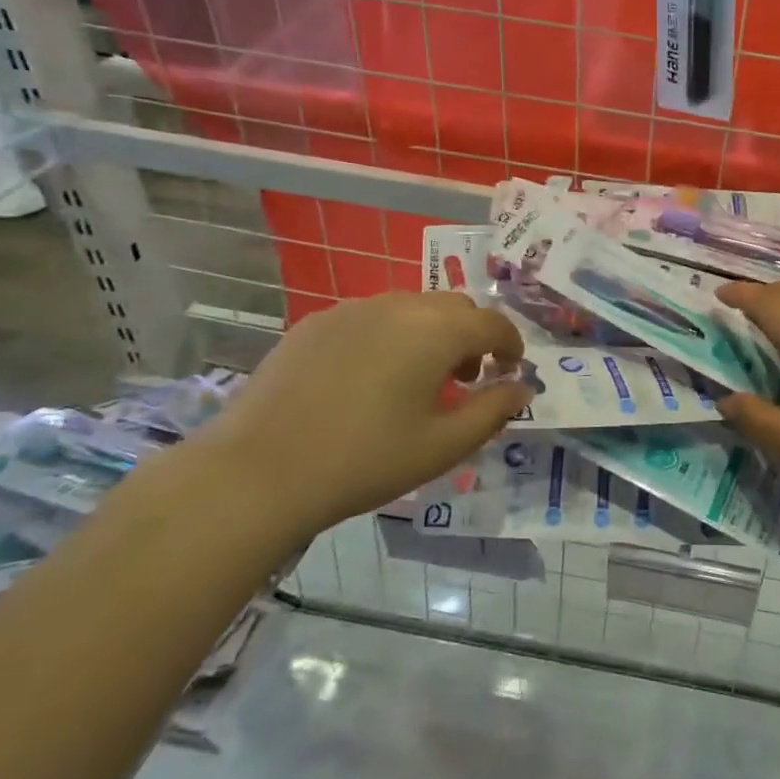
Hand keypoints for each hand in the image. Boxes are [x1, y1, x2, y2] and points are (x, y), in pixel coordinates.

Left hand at [185, 292, 529, 541]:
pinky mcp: (316, 322)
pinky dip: (390, 335)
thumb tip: (520, 388)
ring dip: (431, 333)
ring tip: (418, 379)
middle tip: (466, 379)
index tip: (509, 372)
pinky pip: (371, 317)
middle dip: (472, 337)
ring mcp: (353, 309)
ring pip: (412, 307)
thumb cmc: (365, 461)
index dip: (510, 345)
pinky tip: (369, 378)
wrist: (259, 472)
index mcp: (437, 331)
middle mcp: (399, 306)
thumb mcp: (443, 445)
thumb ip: (493, 411)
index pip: (493, 323)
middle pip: (455, 307)